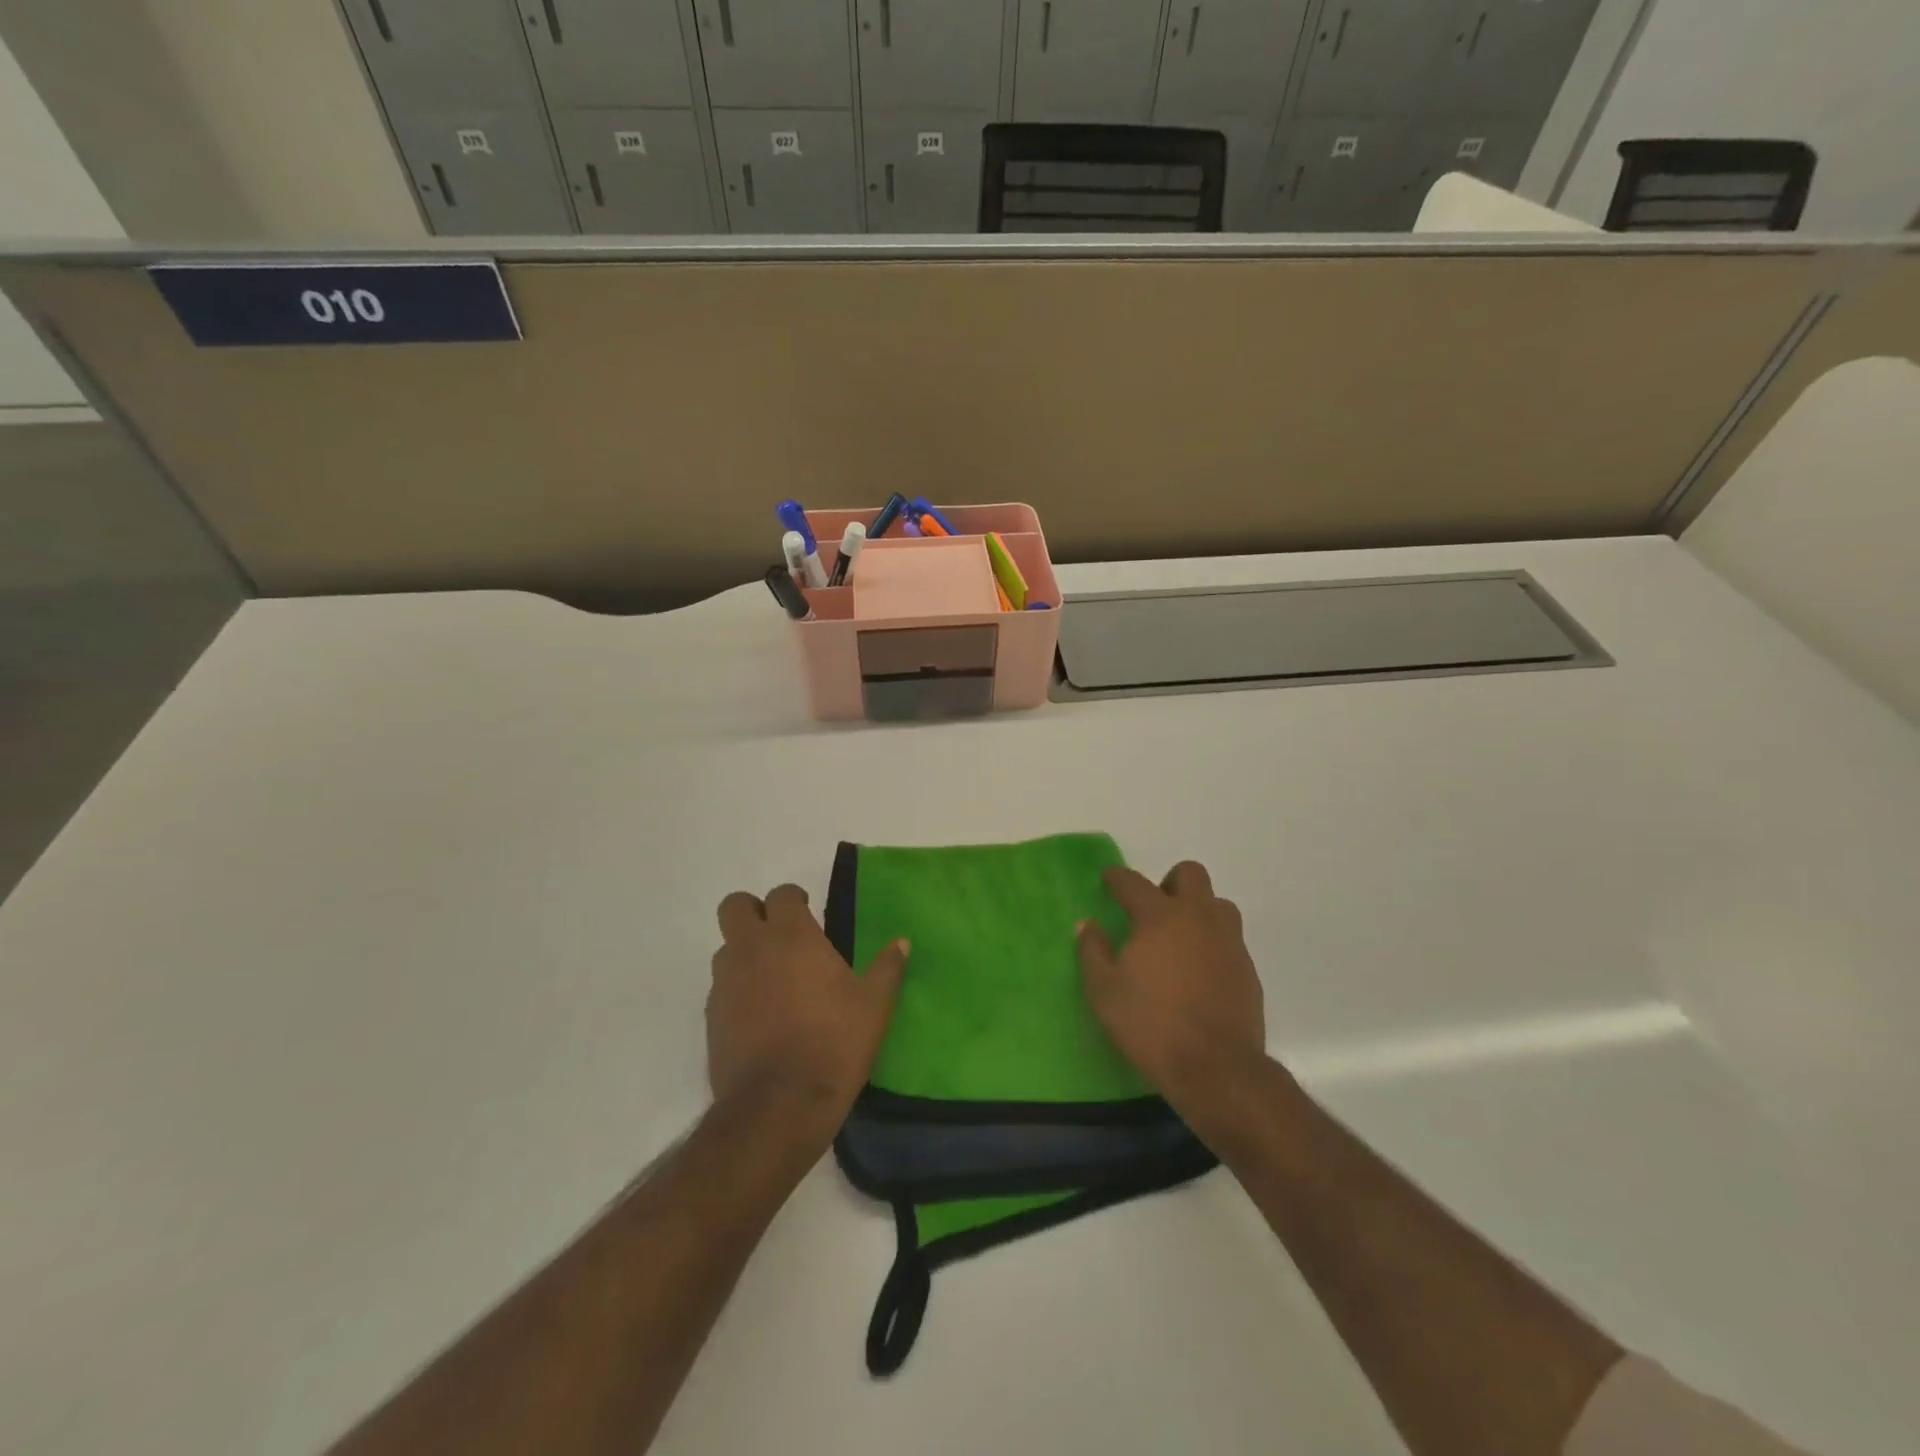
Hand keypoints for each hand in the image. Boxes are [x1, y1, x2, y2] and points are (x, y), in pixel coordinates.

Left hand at [708, 884, 909, 1129]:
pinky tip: (760, 1014)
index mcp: (792, 936)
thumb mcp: (874, 1005)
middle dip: (753, 911)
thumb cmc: (834, 1043)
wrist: (779, 1105)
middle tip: (779, 933)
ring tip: (772, 977)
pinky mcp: (711, 1016)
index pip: (781, 894)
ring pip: (726, 947)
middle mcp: (752, 949)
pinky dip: (737, 988)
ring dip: (744, 951)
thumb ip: (888, 968)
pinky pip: (721, 986)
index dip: (793, 898)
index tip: (808, 913)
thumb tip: (902, 943)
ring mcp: (726, 982)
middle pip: (735, 907)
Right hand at [1076, 861, 1266, 1119]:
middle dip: (1169, 882)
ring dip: (1198, 910)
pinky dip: (1212, 942)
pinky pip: (1229, 938)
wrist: (1216, 1067)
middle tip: (1153, 910)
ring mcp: (1228, 941)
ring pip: (1217, 904)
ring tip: (1179, 938)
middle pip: (1190, 874)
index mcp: (1160, 917)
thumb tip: (1088, 925)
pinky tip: (1198, 971)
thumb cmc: (1151, 1025)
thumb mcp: (1104, 992)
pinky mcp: (1247, 968)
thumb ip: (1093, 952)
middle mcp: (1198, 918)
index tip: (1108, 880)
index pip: (1133, 882)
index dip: (1117, 877)